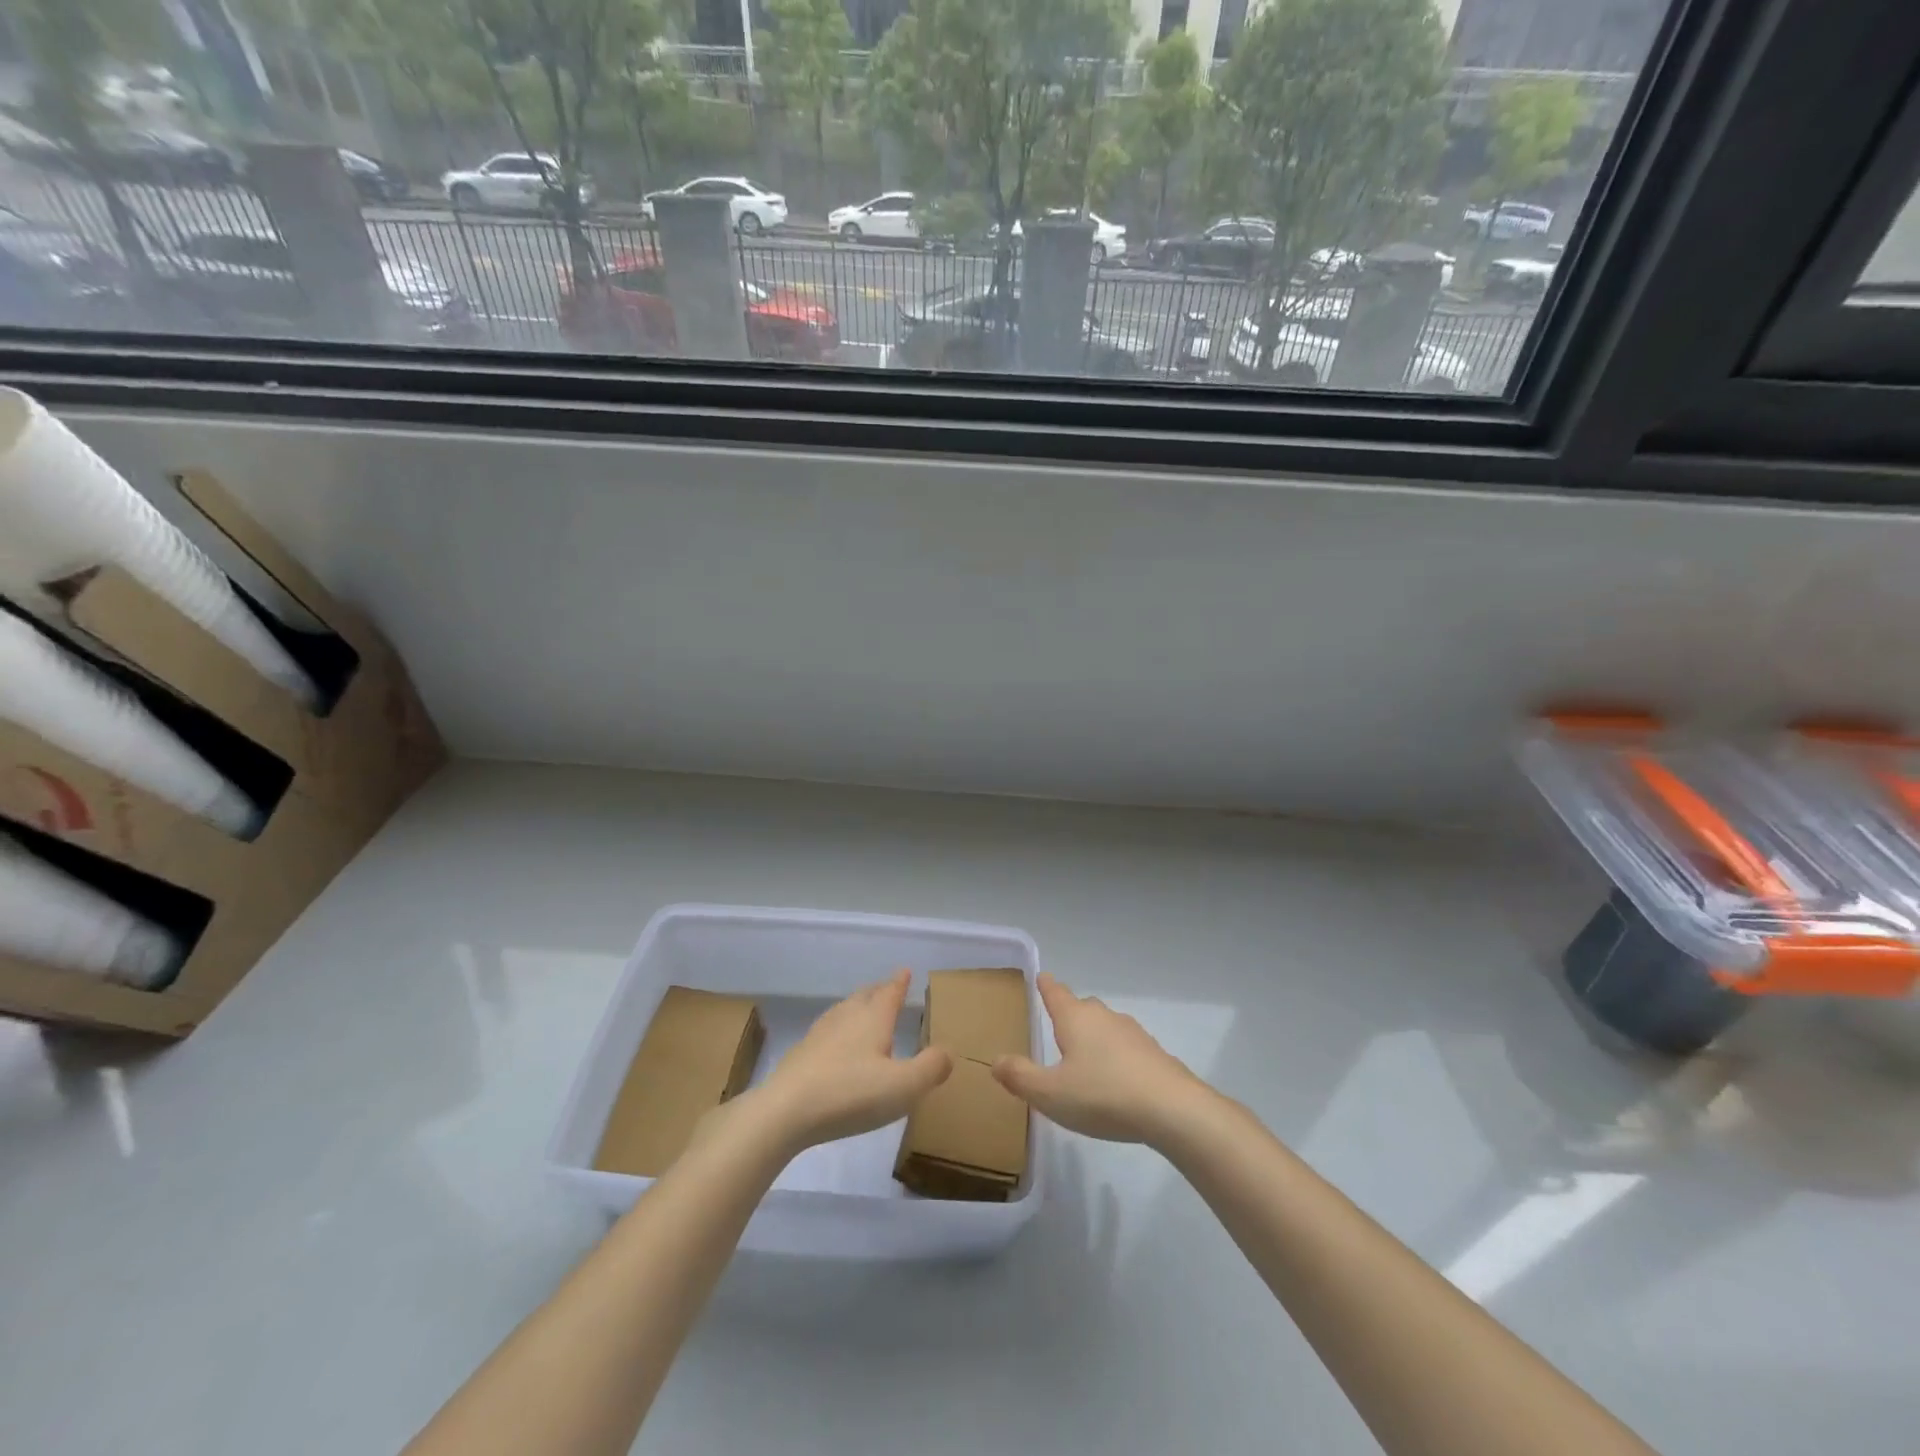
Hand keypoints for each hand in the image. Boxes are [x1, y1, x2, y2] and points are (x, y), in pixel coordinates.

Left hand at [754, 971, 952, 1151]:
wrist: (785, 1111)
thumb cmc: (850, 1094)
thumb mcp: (903, 1086)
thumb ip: (930, 1068)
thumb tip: (948, 1052)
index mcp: (873, 1019)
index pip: (890, 993)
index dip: (899, 983)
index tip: (905, 970)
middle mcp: (846, 1017)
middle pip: (864, 996)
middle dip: (878, 991)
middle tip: (887, 988)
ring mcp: (820, 1034)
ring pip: (843, 1011)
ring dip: (857, 1007)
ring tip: (864, 1012)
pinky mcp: (801, 1054)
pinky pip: (827, 1032)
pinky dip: (838, 1031)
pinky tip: (835, 1047)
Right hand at [993, 973, 1212, 1144]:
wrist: (1171, 1108)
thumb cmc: (1102, 1095)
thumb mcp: (1050, 1094)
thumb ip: (1020, 1077)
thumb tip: (995, 1060)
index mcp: (1074, 1018)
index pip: (1055, 993)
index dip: (1045, 985)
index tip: (1041, 976)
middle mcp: (1103, 1016)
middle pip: (1081, 1007)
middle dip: (1069, 1015)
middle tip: (1057, 1031)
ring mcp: (1132, 1032)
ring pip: (1105, 1027)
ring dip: (1094, 1038)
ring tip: (1084, 1061)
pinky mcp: (1153, 1053)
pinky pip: (1125, 1047)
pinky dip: (1115, 1057)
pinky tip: (1115, 1081)